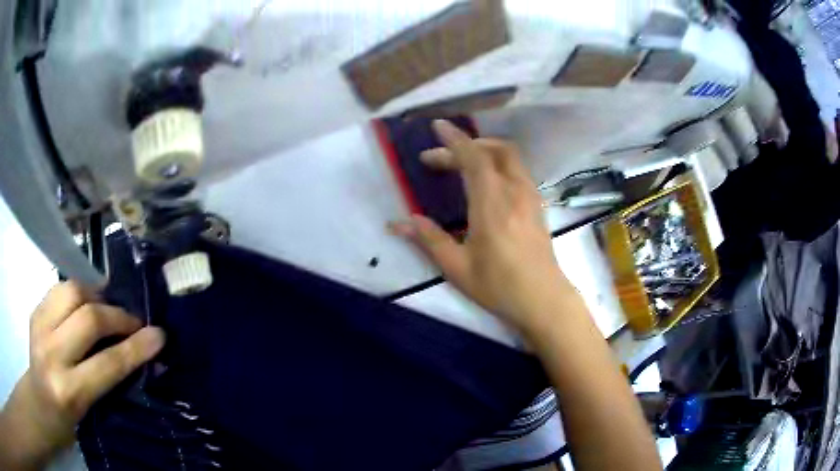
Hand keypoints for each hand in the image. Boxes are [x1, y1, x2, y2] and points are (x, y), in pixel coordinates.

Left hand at [0, 281, 164, 469]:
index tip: (159, 335)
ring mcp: (39, 327)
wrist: (39, 402)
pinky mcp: (35, 311)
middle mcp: (51, 354)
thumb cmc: (69, 419)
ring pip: (72, 291)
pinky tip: (86, 302)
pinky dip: (79, 291)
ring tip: (108, 307)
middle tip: (134, 321)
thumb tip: (138, 354)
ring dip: (97, 296)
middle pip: (88, 318)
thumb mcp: (91, 411)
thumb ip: (109, 381)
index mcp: (69, 391)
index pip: (107, 363)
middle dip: (117, 316)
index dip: (136, 347)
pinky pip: (60, 288)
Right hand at [389, 120, 574, 333]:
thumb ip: (429, 239)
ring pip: (509, 157)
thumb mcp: (457, 268)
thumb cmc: (499, 286)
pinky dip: (499, 162)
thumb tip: (398, 222)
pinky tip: (487, 179)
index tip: (438, 126)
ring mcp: (529, 196)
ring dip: (484, 150)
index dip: (454, 139)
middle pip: (493, 150)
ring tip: (461, 162)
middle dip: (464, 145)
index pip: (473, 159)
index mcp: (491, 205)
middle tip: (438, 158)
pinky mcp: (537, 204)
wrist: (543, 300)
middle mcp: (513, 192)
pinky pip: (517, 169)